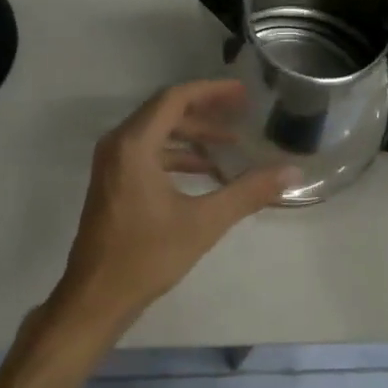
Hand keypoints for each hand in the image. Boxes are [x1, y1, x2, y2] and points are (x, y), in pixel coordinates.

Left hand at [46, 80, 292, 336]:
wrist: (97, 296)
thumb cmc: (147, 255)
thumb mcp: (204, 222)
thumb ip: (248, 192)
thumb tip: (291, 172)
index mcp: (134, 145)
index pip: (174, 99)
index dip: (211, 92)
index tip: (242, 93)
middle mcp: (118, 145)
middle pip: (164, 112)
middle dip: (205, 111)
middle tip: (241, 114)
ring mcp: (111, 164)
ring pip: (156, 134)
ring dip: (192, 135)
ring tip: (230, 145)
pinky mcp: (112, 182)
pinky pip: (147, 153)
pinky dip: (176, 155)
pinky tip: (205, 172)